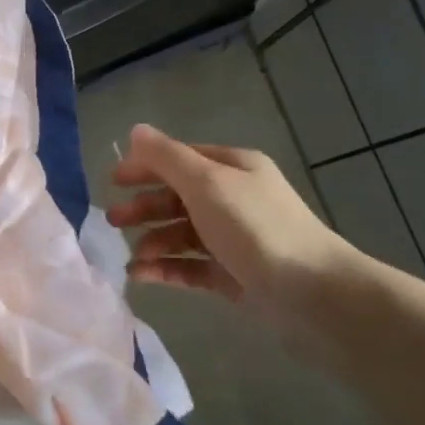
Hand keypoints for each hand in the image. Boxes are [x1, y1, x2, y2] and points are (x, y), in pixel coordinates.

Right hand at [107, 123, 359, 334]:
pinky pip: (190, 266)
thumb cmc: (255, 228)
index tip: (113, 181)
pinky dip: (166, 268)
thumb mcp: (207, 183)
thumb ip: (167, 158)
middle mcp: (234, 200)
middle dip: (144, 207)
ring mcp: (233, 239)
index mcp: (233, 169)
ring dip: (153, 241)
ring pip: (181, 234)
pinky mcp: (232, 275)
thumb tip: (135, 130)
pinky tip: (142, 275)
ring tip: (133, 257)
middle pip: (178, 197)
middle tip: (112, 220)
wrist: (312, 293)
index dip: (145, 167)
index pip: (180, 160)